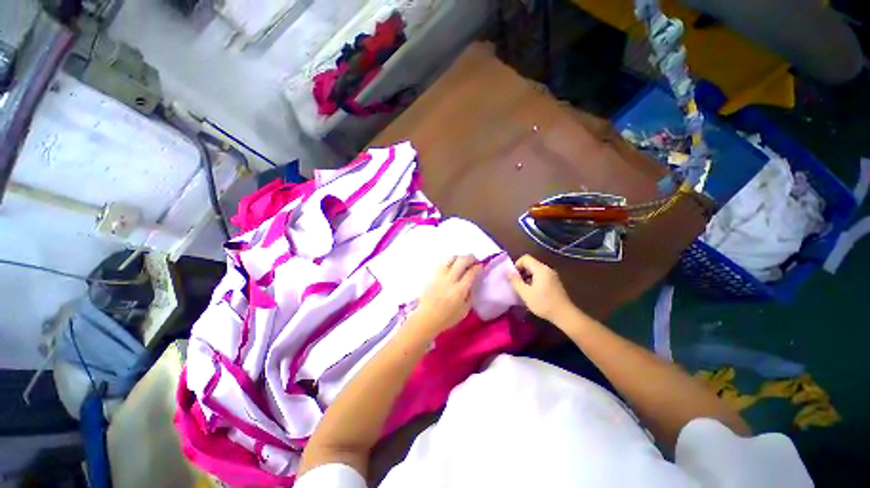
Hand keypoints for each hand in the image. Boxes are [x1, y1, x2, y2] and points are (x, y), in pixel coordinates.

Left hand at [411, 255, 481, 337]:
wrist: (427, 318)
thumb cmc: (447, 317)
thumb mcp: (465, 309)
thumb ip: (471, 294)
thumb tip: (474, 281)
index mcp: (459, 290)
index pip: (471, 272)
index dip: (478, 267)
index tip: (480, 266)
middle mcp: (449, 280)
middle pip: (461, 261)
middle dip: (470, 258)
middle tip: (474, 260)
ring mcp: (439, 276)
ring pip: (450, 258)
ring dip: (459, 257)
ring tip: (462, 261)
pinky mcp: (432, 275)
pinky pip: (442, 263)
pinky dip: (449, 261)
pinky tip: (452, 266)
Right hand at [509, 254, 574, 322]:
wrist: (565, 315)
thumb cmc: (544, 303)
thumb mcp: (525, 293)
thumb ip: (515, 281)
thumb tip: (508, 271)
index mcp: (541, 269)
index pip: (525, 258)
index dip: (517, 265)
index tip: (513, 277)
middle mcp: (547, 269)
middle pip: (530, 264)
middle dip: (521, 272)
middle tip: (517, 284)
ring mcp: (552, 276)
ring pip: (535, 271)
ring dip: (527, 277)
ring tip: (523, 290)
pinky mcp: (554, 282)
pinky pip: (541, 276)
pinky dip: (533, 281)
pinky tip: (532, 293)